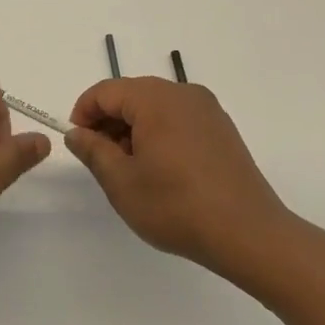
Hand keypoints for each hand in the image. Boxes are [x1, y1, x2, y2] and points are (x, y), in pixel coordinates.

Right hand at [65, 77, 289, 266]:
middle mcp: (183, 94)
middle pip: (132, 95)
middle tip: (100, 158)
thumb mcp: (121, 181)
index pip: (106, 91)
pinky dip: (159, 133)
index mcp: (156, 99)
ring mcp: (207, 110)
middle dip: (109, 121)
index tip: (77, 142)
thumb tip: (77, 133)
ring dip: (133, 129)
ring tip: (129, 168)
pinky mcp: (222, 129)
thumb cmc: (176, 206)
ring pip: (156, 107)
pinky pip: (178, 119)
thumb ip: (93, 150)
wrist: (248, 233)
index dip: (83, 113)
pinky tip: (159, 169)